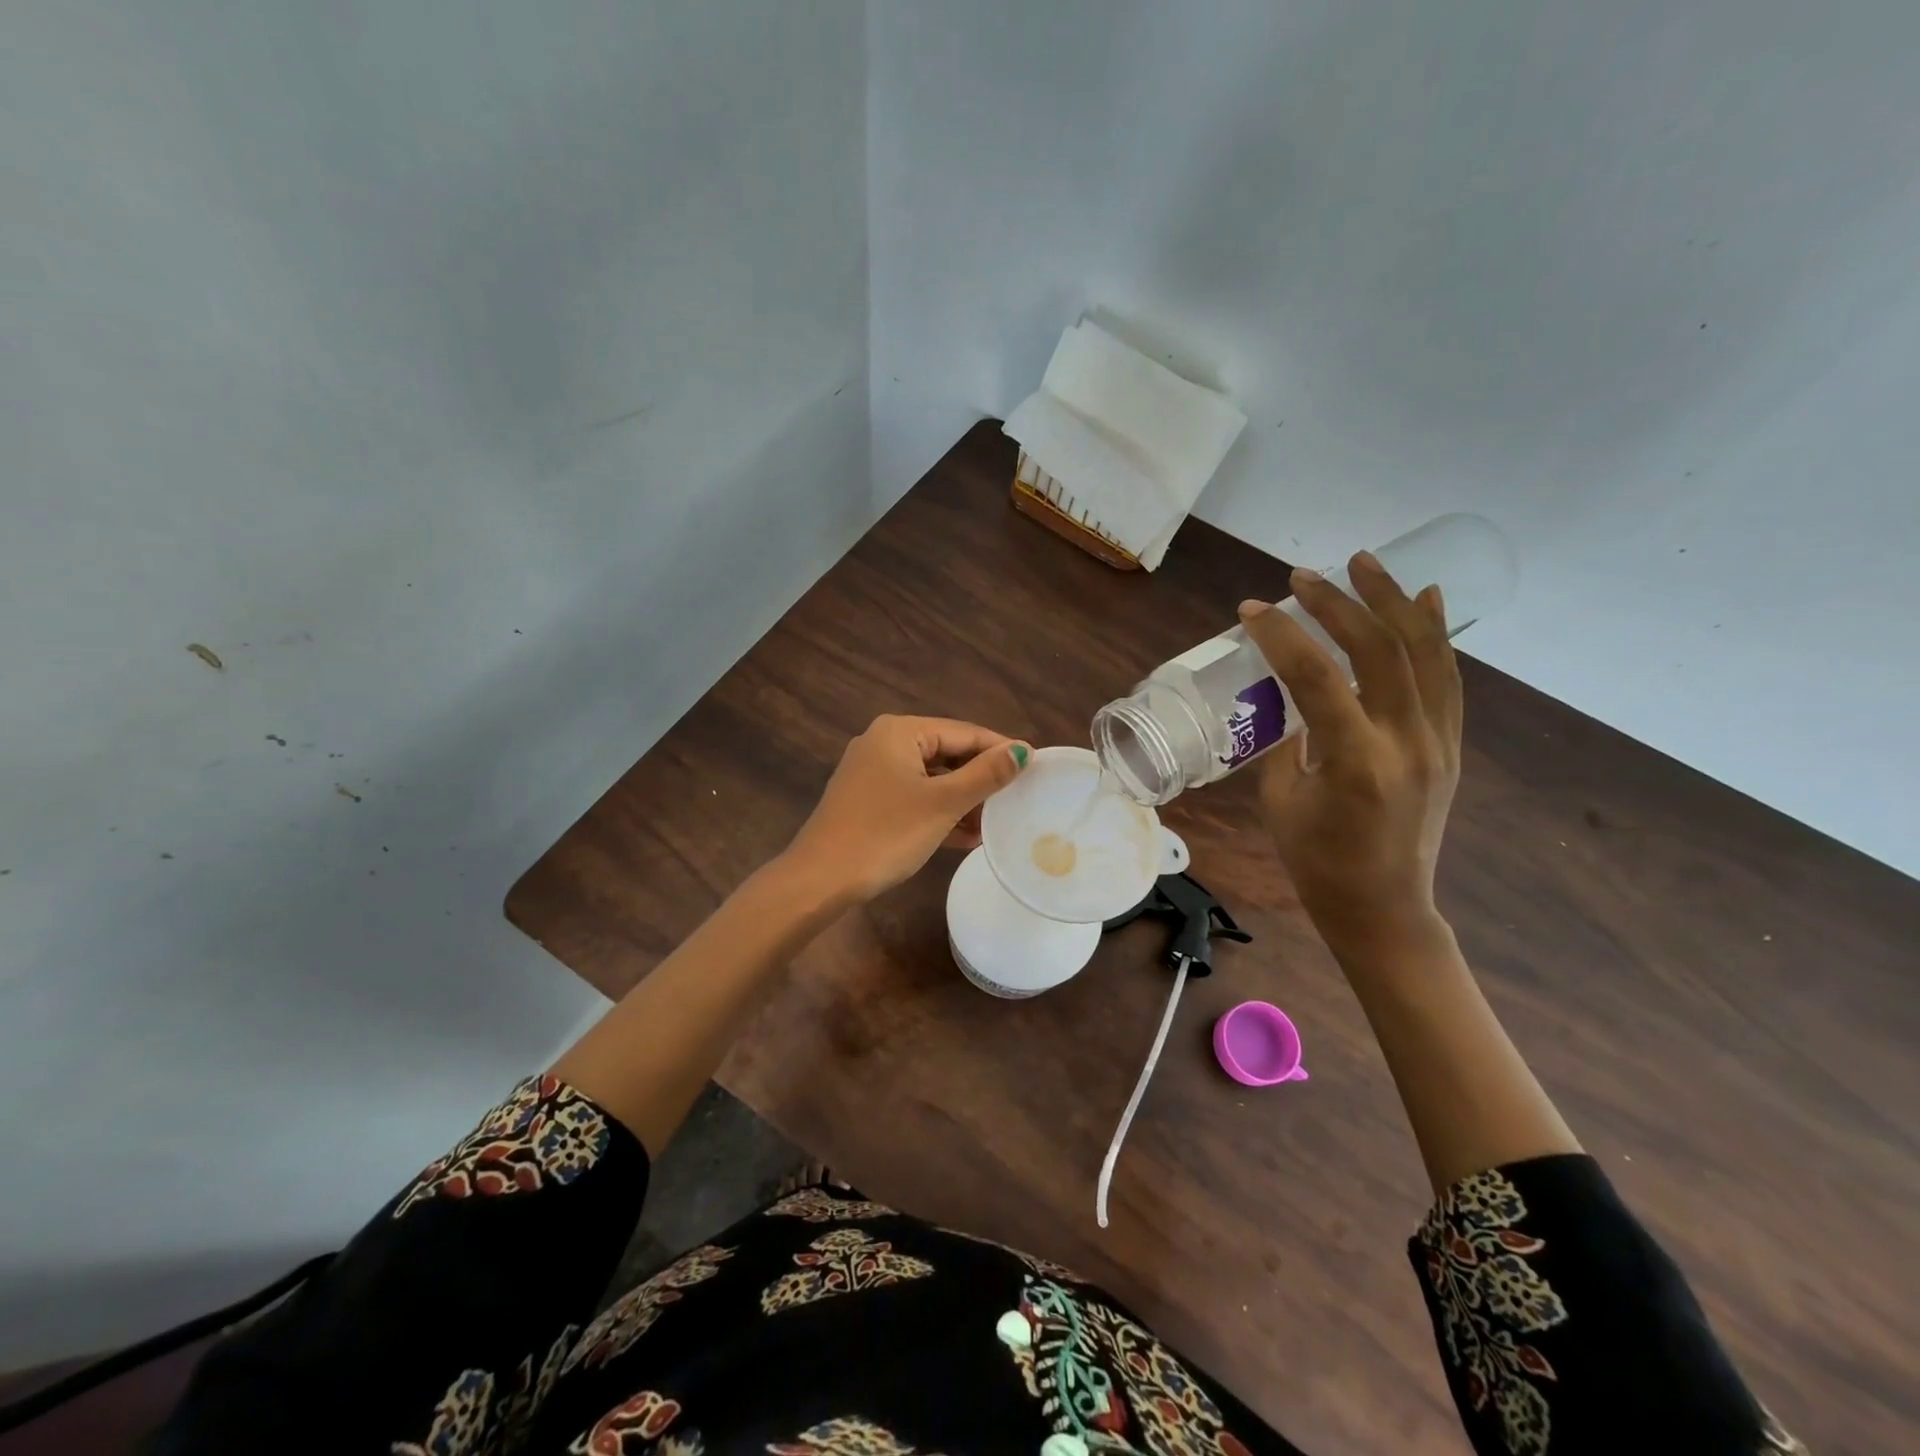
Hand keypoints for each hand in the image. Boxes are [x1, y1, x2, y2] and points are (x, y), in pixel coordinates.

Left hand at [783, 715, 1030, 904]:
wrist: (820, 880)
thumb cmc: (885, 834)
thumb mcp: (942, 804)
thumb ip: (985, 775)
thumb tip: (1023, 751)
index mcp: (899, 731)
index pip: (964, 732)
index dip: (1000, 749)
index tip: (1035, 767)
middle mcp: (883, 743)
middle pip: (947, 754)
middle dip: (981, 780)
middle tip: (1018, 799)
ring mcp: (872, 774)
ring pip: (931, 779)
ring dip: (963, 801)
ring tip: (997, 823)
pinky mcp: (868, 802)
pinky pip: (914, 798)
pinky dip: (940, 813)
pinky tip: (967, 837)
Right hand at [1237, 552, 1460, 960]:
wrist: (1383, 907)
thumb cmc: (1317, 861)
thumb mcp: (1280, 799)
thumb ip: (1284, 738)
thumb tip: (1284, 690)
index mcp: (1355, 763)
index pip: (1318, 679)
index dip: (1282, 637)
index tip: (1252, 610)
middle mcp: (1406, 743)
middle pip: (1379, 651)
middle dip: (1338, 604)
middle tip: (1302, 577)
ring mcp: (1437, 742)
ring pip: (1424, 653)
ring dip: (1392, 600)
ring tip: (1365, 562)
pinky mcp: (1449, 745)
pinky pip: (1447, 677)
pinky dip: (1434, 633)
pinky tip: (1424, 599)